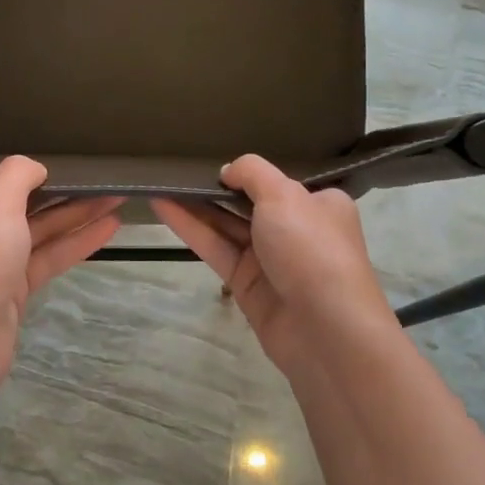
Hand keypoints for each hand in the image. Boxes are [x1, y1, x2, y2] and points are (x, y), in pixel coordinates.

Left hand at [0, 156, 120, 381]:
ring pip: (38, 231)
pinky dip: (74, 243)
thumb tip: (35, 168)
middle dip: (62, 192)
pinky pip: (46, 257)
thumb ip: (18, 175)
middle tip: (101, 178)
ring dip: (76, 216)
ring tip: (118, 198)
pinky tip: (109, 229)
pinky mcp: (10, 289)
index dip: (23, 170)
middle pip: (19, 203)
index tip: (58, 159)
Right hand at [152, 155, 403, 377]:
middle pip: (249, 202)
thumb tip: (227, 170)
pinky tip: (161, 206)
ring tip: (160, 181)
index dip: (250, 171)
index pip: (281, 182)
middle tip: (178, 166)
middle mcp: (296, 230)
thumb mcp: (284, 195)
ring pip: (227, 226)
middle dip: (217, 186)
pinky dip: (189, 227)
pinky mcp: (245, 283)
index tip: (217, 155)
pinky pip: (214, 248)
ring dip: (195, 205)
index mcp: (319, 205)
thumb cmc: (311, 248)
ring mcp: (269, 259)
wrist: (324, 329)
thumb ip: (252, 173)